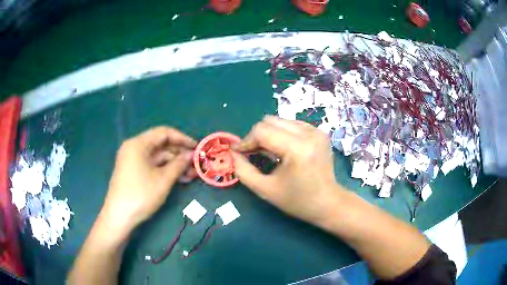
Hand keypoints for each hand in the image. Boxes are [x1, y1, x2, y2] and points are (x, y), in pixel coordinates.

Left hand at [101, 127, 196, 234]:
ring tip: (191, 175)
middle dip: (180, 154)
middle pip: (161, 145)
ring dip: (174, 164)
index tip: (197, 147)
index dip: (182, 138)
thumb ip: (179, 164)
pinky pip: (152, 166)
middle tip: (196, 164)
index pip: (164, 133)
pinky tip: (179, 179)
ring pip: (158, 157)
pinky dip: (165, 170)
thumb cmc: (141, 195)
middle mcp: (134, 148)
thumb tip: (191, 154)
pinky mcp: (133, 171)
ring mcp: (133, 160)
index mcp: (138, 144)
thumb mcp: (163, 180)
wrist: (119, 216)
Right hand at [231, 116, 343, 225]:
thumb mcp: (266, 190)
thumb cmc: (298, 201)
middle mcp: (309, 133)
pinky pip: (291, 124)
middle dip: (256, 136)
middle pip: (270, 121)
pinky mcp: (319, 132)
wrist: (328, 203)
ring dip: (269, 134)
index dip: (246, 141)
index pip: (262, 131)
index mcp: (297, 149)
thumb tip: (233, 153)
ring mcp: (316, 131)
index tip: (238, 153)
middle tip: (252, 153)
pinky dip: (281, 134)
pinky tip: (282, 149)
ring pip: (280, 121)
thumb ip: (243, 171)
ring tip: (267, 152)